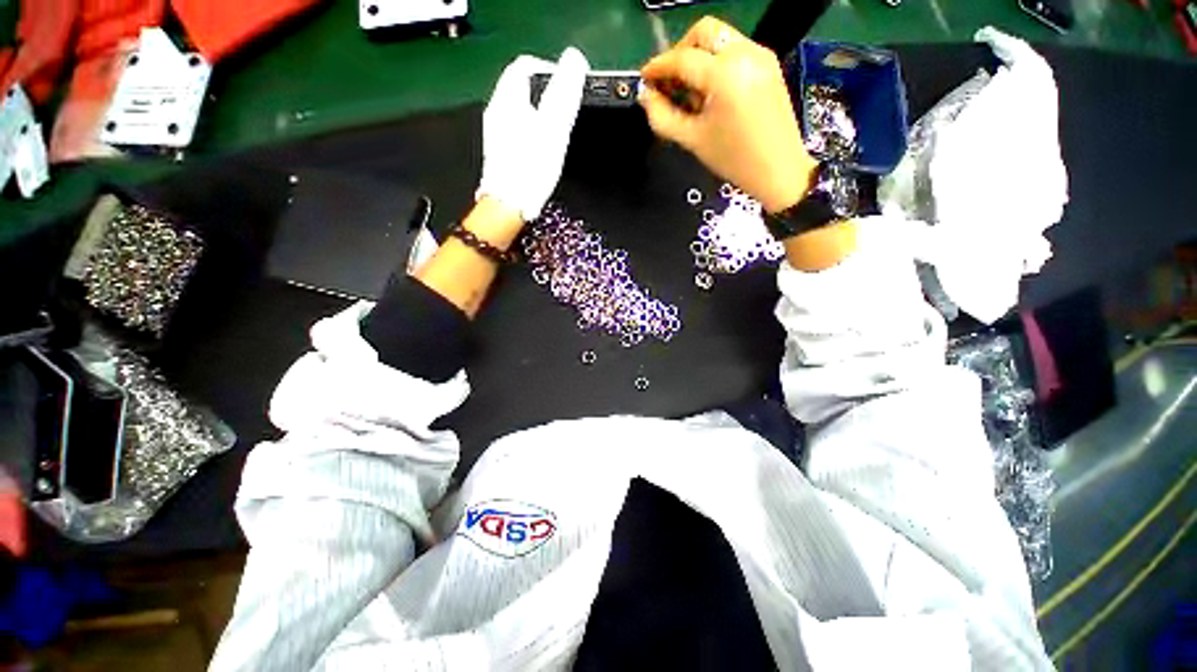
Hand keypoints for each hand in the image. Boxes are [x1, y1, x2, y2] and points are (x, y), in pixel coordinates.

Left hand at [477, 48, 588, 221]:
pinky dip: (532, 131)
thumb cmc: (531, 168)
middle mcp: (496, 110)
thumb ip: (563, 92)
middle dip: (547, 95)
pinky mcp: (499, 151)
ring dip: (540, 114)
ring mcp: (495, 132)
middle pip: (522, 87)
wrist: (509, 207)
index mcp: (507, 99)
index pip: (526, 64)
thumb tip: (574, 58)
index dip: (551, 70)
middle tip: (565, 116)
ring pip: (520, 109)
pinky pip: (517, 129)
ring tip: (556, 135)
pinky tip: (541, 151)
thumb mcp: (552, 127)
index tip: (568, 90)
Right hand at [639, 17, 816, 213]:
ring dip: (698, 56)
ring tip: (690, 91)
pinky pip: (734, 48)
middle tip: (670, 81)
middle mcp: (744, 53)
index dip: (658, 66)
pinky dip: (716, 61)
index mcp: (724, 75)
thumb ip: (663, 116)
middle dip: (680, 51)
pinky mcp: (768, 62)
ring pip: (719, 38)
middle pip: (702, 32)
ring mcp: (760, 54)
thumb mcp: (692, 140)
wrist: (778, 168)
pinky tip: (710, 90)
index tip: (644, 79)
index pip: (682, 58)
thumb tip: (646, 96)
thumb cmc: (733, 159)